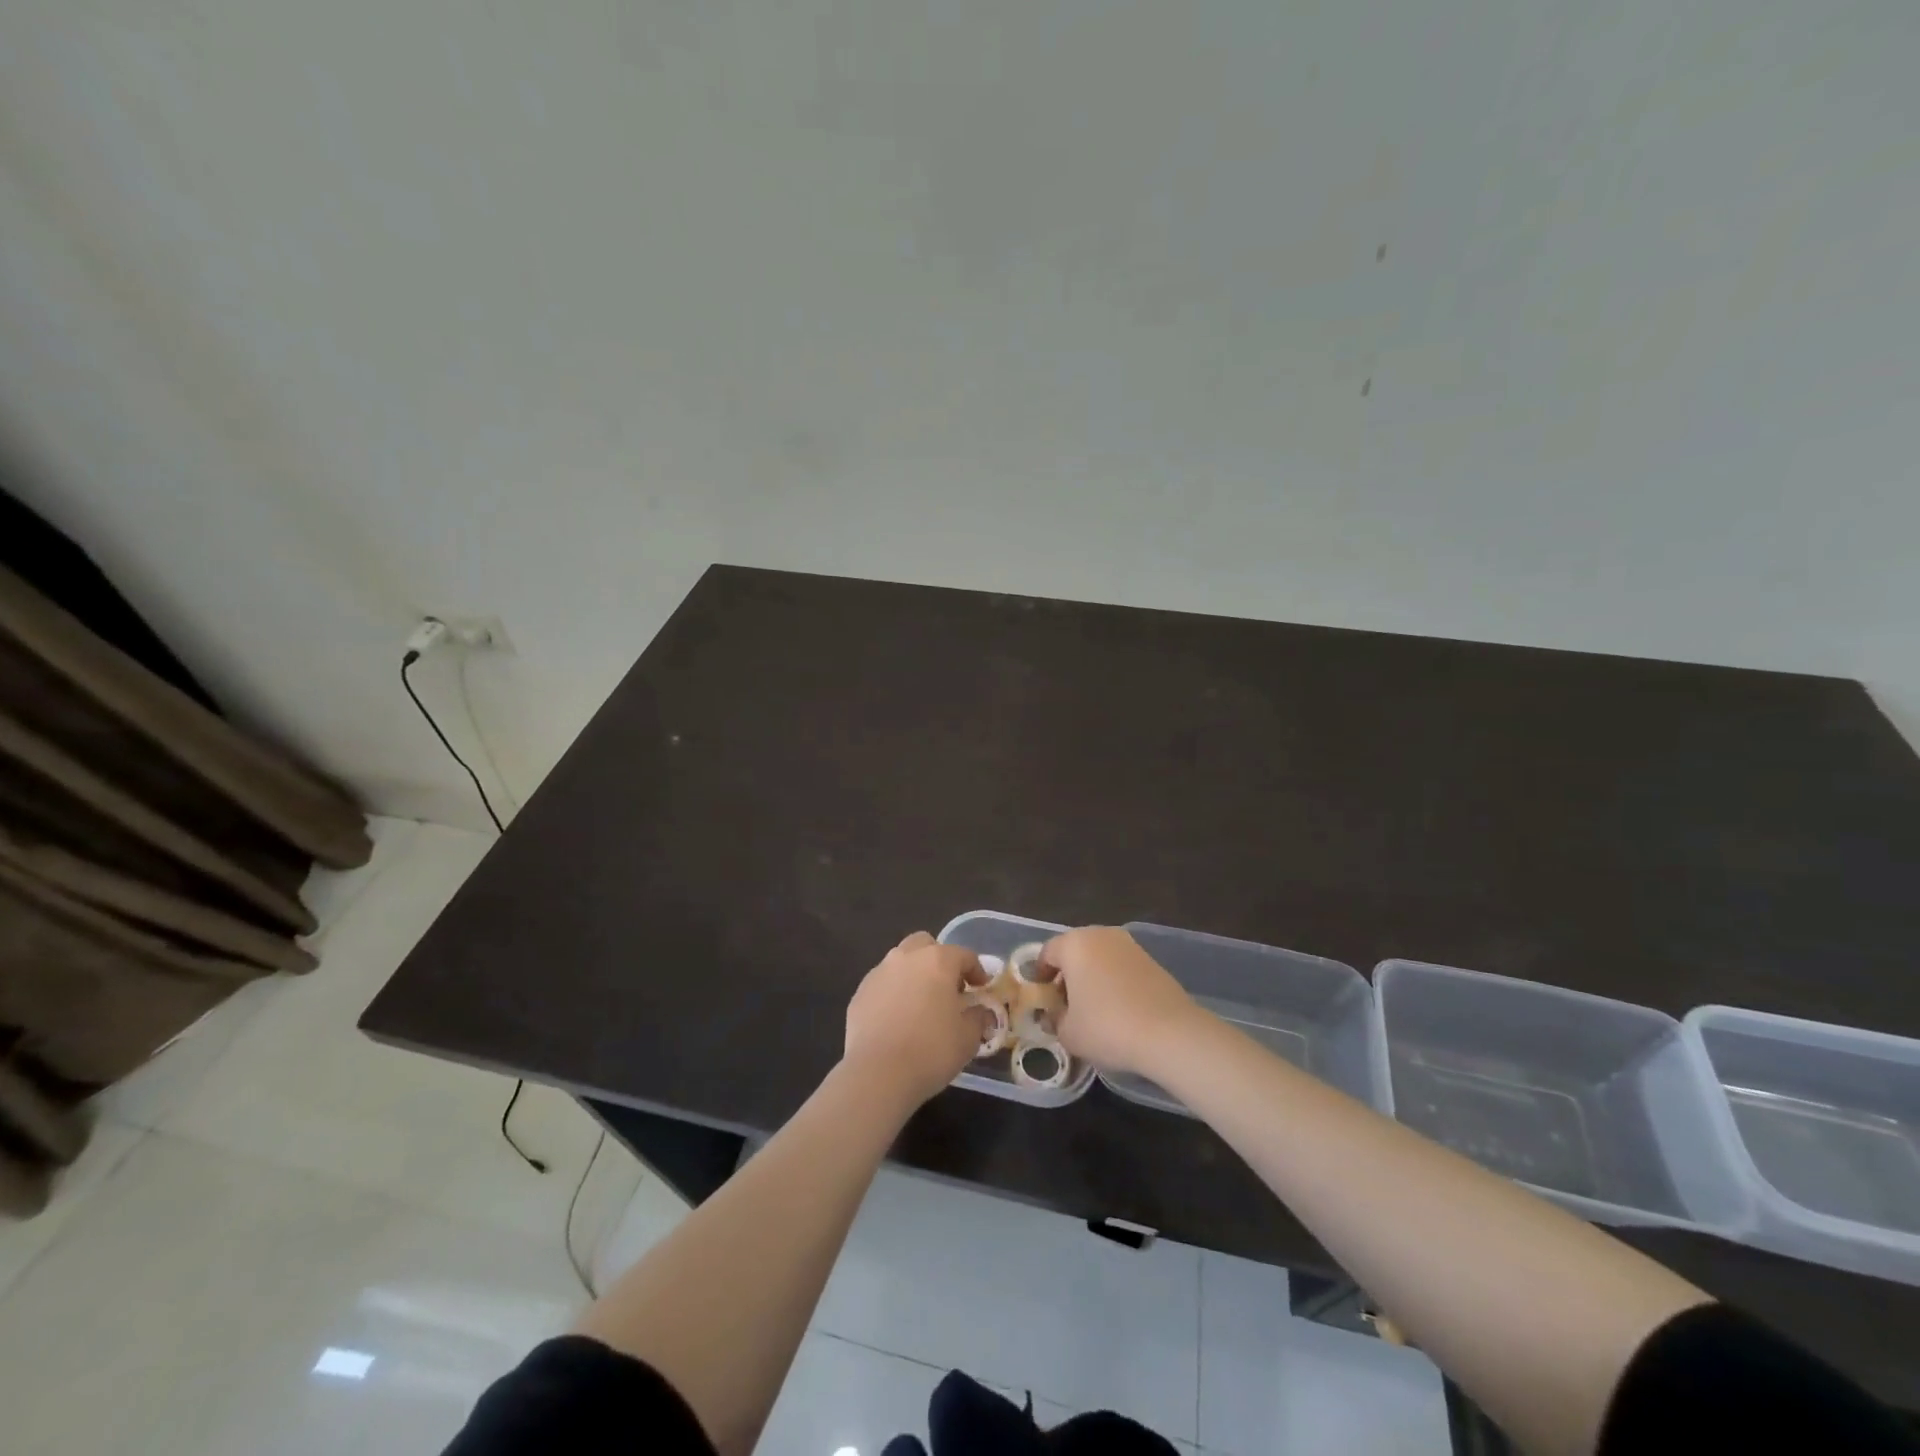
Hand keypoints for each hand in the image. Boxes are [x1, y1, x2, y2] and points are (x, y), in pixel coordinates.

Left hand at [843, 932, 992, 1105]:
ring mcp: (879, 973)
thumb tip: (981, 1012)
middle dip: (939, 960)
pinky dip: (893, 994)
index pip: (964, 955)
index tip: (982, 988)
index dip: (977, 970)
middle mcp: (906, 958)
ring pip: (900, 962)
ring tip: (921, 1004)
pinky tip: (897, 1020)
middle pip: (925, 945)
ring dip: (914, 975)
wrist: (878, 1074)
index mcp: (937, 961)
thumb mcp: (968, 1038)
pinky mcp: (860, 993)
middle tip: (948, 988)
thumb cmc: (932, 1050)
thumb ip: (978, 1018)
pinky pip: (883, 985)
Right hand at [1042, 926, 1200, 1076]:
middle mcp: (1100, 935)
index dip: (1040, 977)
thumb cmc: (1107, 1027)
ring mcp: (1129, 945)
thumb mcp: (1068, 1033)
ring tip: (1093, 1010)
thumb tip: (1056, 1015)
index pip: (1046, 954)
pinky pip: (1121, 967)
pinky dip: (1114, 982)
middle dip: (1067, 976)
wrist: (1170, 1034)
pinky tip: (1118, 1010)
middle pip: (1074, 952)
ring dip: (1092, 978)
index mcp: (1074, 944)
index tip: (1042, 1000)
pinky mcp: (1151, 960)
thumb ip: (1055, 1020)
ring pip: (1099, 958)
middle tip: (1065, 1005)